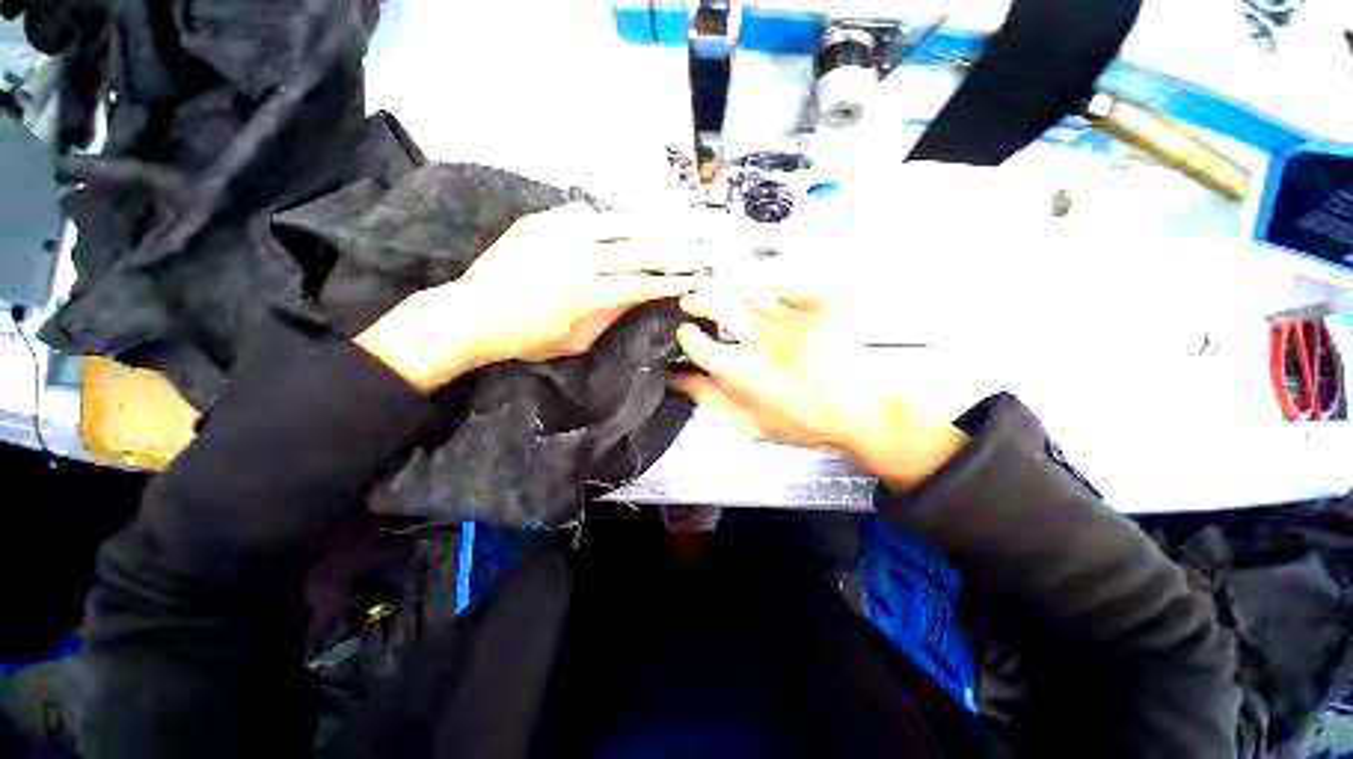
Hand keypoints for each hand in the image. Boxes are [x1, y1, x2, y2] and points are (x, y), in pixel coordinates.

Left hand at [356, 203, 697, 392]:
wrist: (472, 314)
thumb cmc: (526, 339)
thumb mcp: (575, 341)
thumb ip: (609, 317)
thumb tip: (635, 298)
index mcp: (587, 294)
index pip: (641, 284)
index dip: (669, 283)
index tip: (690, 282)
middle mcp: (578, 259)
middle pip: (637, 251)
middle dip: (670, 254)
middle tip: (691, 255)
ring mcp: (558, 234)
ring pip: (614, 224)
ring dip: (644, 230)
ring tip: (664, 233)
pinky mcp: (540, 222)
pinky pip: (582, 212)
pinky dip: (604, 219)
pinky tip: (612, 226)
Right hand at [673, 282, 967, 490]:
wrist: (864, 411)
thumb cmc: (806, 423)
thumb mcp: (751, 425)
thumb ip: (711, 399)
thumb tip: (679, 377)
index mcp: (747, 375)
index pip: (698, 343)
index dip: (686, 336)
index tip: (686, 334)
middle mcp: (768, 342)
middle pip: (718, 303)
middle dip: (697, 300)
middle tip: (693, 303)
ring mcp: (796, 320)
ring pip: (746, 288)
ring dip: (727, 290)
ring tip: (724, 296)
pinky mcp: (821, 306)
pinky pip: (783, 281)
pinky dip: (764, 281)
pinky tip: (760, 288)